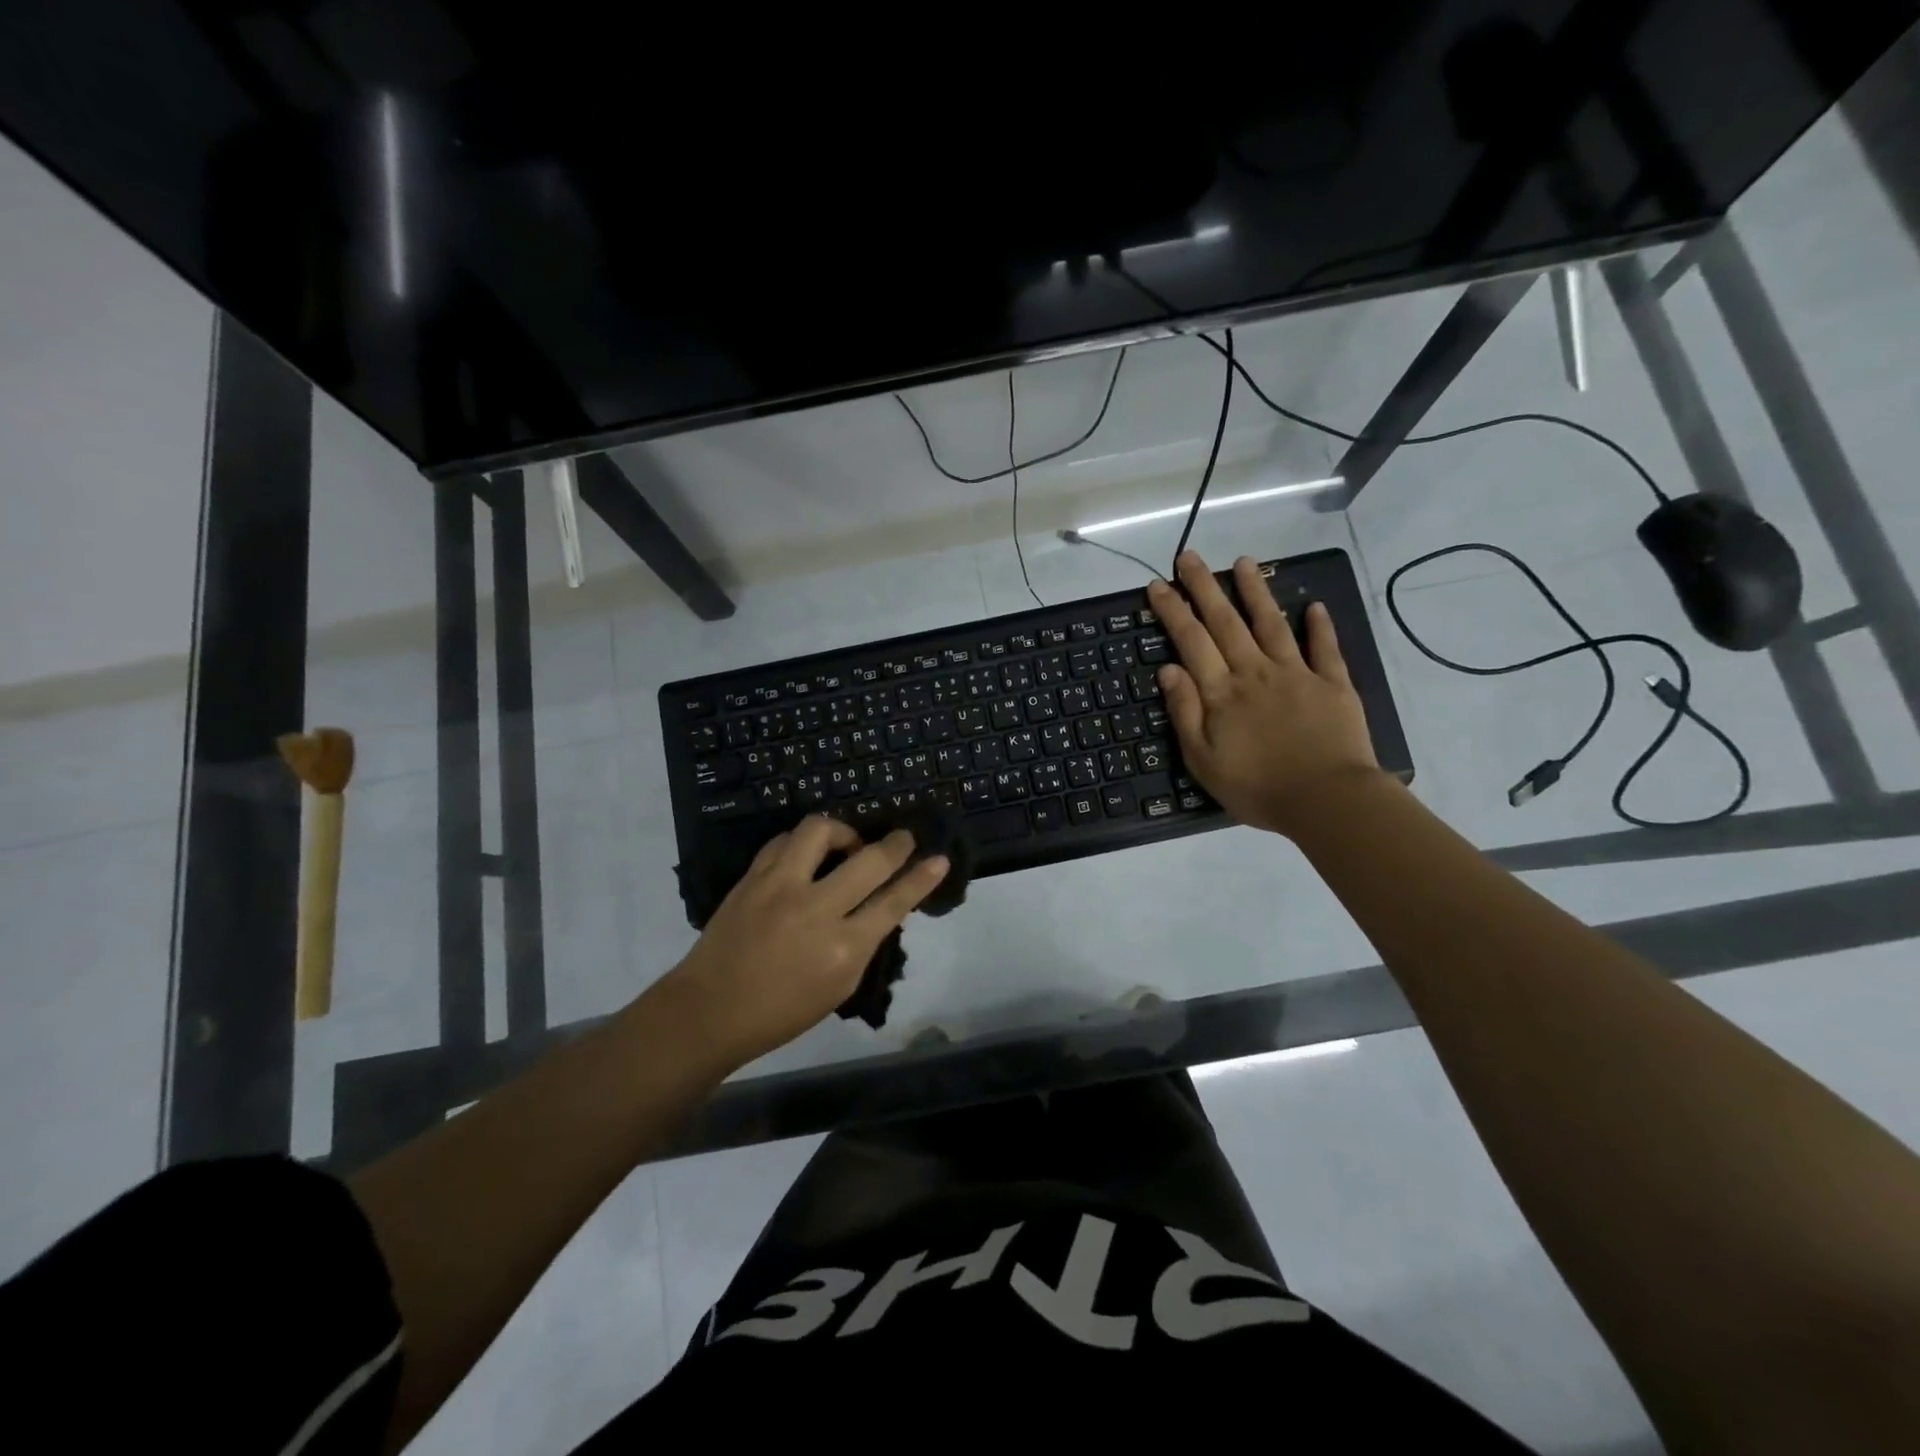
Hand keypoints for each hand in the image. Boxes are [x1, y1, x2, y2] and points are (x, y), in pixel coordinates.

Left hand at [662, 816, 949, 1066]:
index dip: (921, 877)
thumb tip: (881, 905)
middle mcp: (815, 909)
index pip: (894, 902)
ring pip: (820, 831)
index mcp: (842, 948)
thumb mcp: (838, 987)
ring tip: (847, 846)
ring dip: (843, 832)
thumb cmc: (781, 1012)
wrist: (709, 1010)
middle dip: (895, 844)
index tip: (939, 859)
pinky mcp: (752, 877)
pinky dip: (803, 843)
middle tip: (903, 838)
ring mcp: (779, 887)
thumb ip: (863, 942)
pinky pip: (784, 840)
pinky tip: (806, 855)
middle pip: (868, 860)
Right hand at [1148, 551, 1380, 837]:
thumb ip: (1185, 712)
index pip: (1191, 642)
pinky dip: (1319, 626)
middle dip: (1205, 587)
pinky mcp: (1333, 684)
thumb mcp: (1203, 760)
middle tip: (1190, 556)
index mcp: (1222, 692)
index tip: (1158, 585)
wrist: (1326, 800)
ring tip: (1244, 561)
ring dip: (1256, 591)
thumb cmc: (1257, 787)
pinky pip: (1324, 648)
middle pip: (1226, 622)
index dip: (1173, 611)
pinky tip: (1314, 606)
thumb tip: (1168, 669)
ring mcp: (1297, 674)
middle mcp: (1255, 672)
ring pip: (1271, 624)